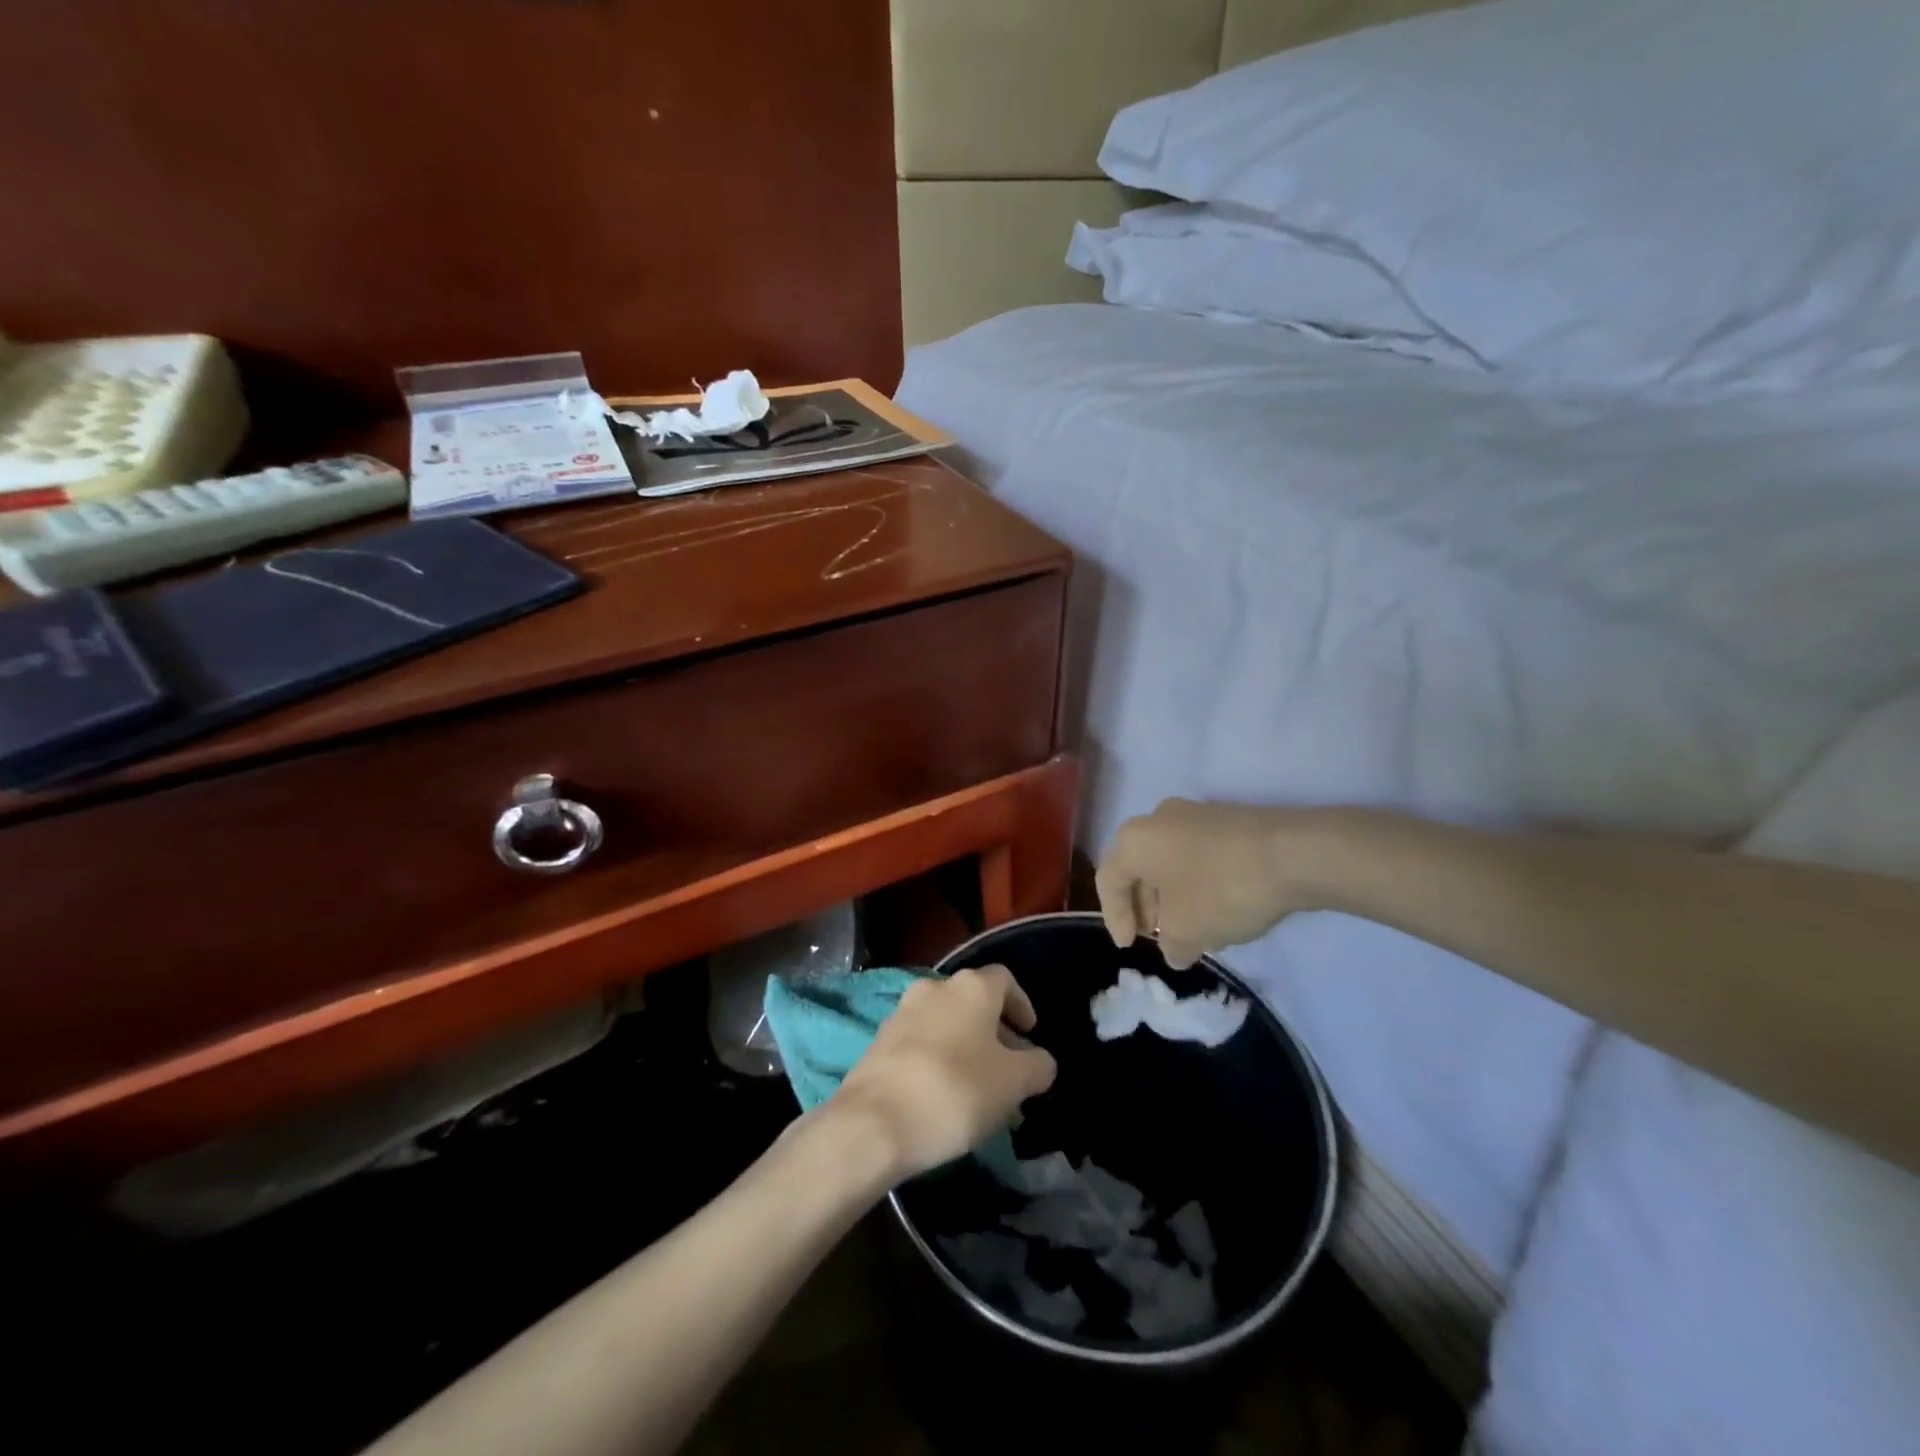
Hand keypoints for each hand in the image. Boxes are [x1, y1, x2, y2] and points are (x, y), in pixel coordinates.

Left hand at [834, 965, 1057, 1180]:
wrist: (874, 1122)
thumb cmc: (956, 1091)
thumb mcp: (1014, 1083)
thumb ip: (1037, 1066)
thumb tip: (1040, 1061)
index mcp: (971, 987)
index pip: (1005, 980)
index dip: (1022, 1005)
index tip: (1030, 1036)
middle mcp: (935, 987)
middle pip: (974, 1003)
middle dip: (996, 1035)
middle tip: (1010, 1073)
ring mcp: (902, 1012)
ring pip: (947, 1025)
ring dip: (967, 1050)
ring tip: (981, 1093)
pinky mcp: (879, 1041)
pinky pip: (921, 1043)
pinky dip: (939, 1060)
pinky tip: (946, 1099)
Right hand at [1097, 798, 1322, 968]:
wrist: (1294, 853)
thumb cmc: (1222, 889)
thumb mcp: (1187, 931)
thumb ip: (1170, 945)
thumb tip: (1174, 949)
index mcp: (1135, 839)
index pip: (1109, 880)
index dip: (1115, 918)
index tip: (1130, 947)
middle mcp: (1158, 818)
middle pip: (1139, 867)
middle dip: (1145, 906)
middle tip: (1156, 937)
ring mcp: (1196, 814)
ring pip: (1170, 861)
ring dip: (1172, 897)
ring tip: (1190, 930)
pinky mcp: (1228, 820)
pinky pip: (1198, 855)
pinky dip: (1197, 883)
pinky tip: (1218, 910)